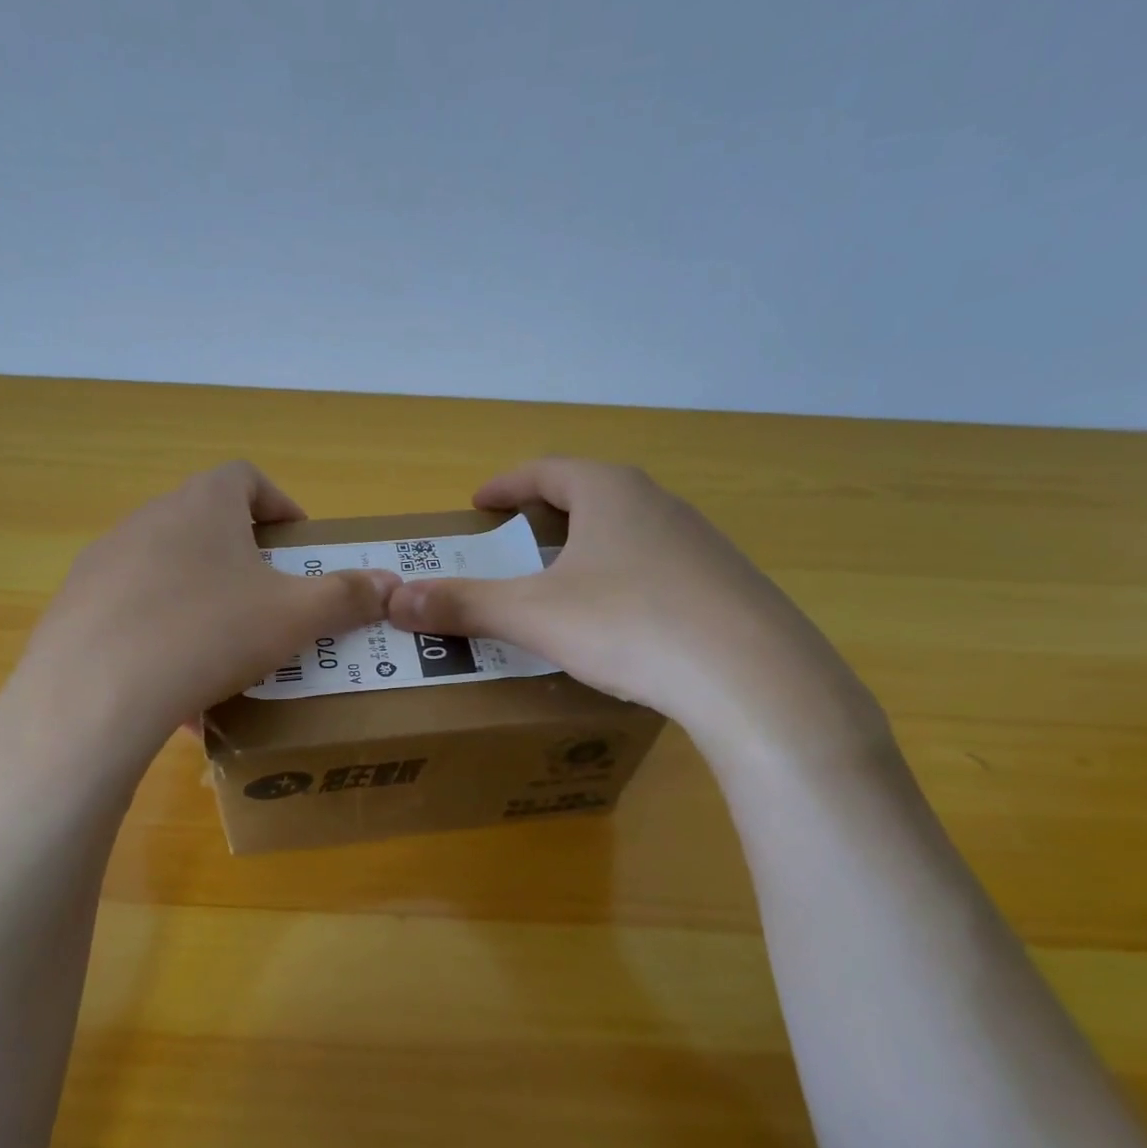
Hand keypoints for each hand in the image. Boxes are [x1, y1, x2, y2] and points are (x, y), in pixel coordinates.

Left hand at [11, 462, 398, 762]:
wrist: (96, 693)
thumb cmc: (210, 633)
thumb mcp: (294, 616)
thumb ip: (346, 596)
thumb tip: (392, 584)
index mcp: (203, 505)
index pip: (246, 477)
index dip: (279, 505)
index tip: (298, 545)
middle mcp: (148, 518)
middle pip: (205, 523)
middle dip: (243, 558)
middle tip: (269, 601)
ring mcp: (104, 561)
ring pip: (167, 570)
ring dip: (200, 596)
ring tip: (224, 647)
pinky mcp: (74, 606)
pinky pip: (132, 610)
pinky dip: (161, 632)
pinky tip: (175, 681)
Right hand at [386, 459, 884, 762]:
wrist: (752, 677)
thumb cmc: (629, 624)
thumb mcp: (534, 615)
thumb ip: (464, 604)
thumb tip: (394, 599)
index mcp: (610, 493)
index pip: (547, 470)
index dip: (507, 484)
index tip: (480, 503)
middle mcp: (659, 505)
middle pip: (591, 496)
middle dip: (547, 515)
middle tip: (516, 543)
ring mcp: (701, 544)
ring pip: (629, 534)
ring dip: (590, 549)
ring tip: (563, 584)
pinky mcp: (726, 586)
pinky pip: (660, 571)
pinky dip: (625, 582)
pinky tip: (621, 624)